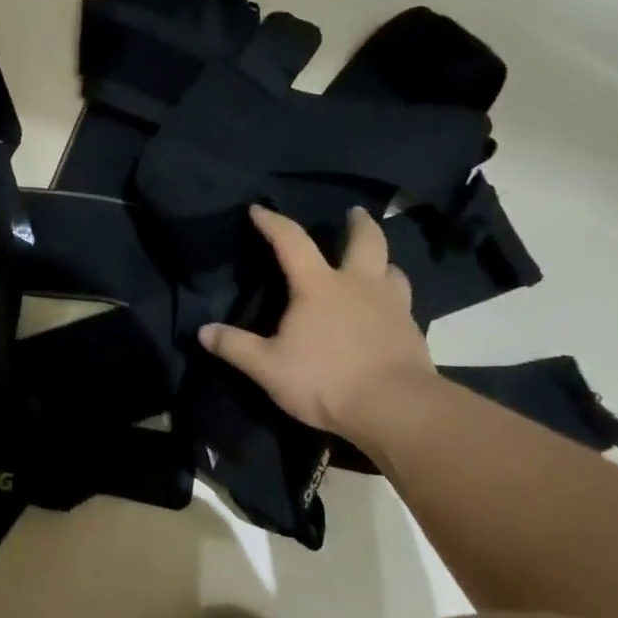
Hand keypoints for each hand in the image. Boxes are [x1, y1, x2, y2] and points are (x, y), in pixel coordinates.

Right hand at [199, 205, 433, 439]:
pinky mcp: (413, 331)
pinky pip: (404, 303)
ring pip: (392, 269)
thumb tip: (203, 331)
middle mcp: (358, 285)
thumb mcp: (268, 367)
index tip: (259, 209)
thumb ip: (235, 347)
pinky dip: (393, 298)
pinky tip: (387, 312)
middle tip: (354, 213)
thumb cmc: (325, 380)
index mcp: (318, 286)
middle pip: (365, 241)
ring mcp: (392, 306)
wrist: (395, 409)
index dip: (273, 222)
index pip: (291, 241)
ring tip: (377, 264)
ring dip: (383, 262)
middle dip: (358, 223)